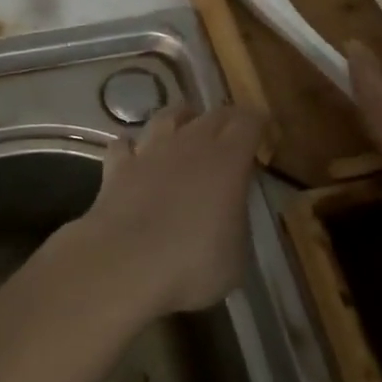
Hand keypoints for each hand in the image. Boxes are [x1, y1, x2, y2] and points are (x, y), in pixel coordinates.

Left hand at [73, 105, 265, 316]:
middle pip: (212, 115)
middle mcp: (189, 143)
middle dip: (225, 119)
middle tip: (232, 133)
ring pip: (166, 116)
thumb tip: (231, 213)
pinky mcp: (117, 167)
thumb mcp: (236, 257)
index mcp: (227, 161)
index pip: (248, 123)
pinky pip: (125, 145)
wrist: (123, 265)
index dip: (258, 123)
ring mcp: (149, 151)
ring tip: (185, 129)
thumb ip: (238, 223)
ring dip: (179, 120)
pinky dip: (133, 147)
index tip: (265, 131)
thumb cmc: (191, 265)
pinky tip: (135, 156)